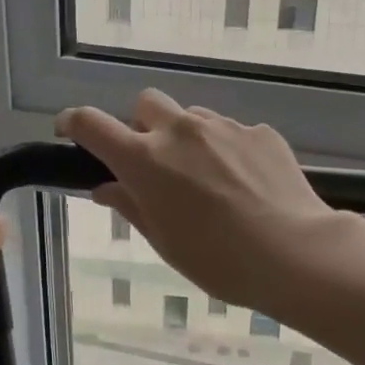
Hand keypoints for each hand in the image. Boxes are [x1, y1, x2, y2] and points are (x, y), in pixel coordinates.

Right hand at [57, 91, 342, 312]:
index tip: (70, 131)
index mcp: (145, 160)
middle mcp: (180, 131)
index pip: (91, 124)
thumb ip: (131, 206)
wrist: (294, 253)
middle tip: (154, 163)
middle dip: (141, 127)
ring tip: (207, 180)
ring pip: (191, 118)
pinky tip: (244, 185)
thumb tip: (106, 188)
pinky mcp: (260, 132)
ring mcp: (224, 127)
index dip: (73, 123)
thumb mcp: (164, 241)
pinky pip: (230, 132)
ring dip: (186, 139)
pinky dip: (225, 150)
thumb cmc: (218, 260)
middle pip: (146, 104)